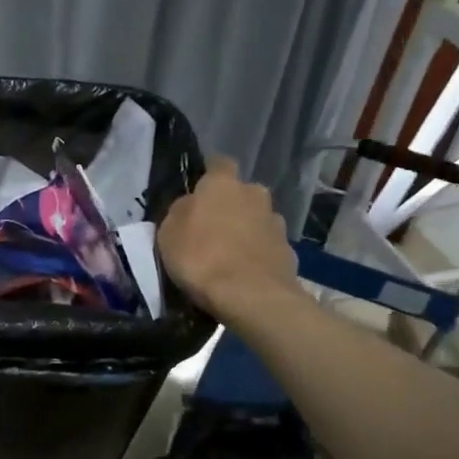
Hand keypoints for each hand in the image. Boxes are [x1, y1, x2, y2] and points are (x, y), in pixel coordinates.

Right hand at [157, 156, 298, 317]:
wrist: (251, 296)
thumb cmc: (201, 257)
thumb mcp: (168, 233)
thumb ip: (181, 211)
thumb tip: (190, 206)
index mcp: (223, 184)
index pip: (219, 162)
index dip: (209, 173)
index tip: (199, 189)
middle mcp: (254, 194)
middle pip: (241, 193)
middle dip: (230, 205)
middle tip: (211, 228)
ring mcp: (276, 223)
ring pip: (256, 219)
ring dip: (246, 230)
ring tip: (229, 255)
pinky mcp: (289, 251)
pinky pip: (267, 246)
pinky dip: (257, 254)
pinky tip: (245, 273)